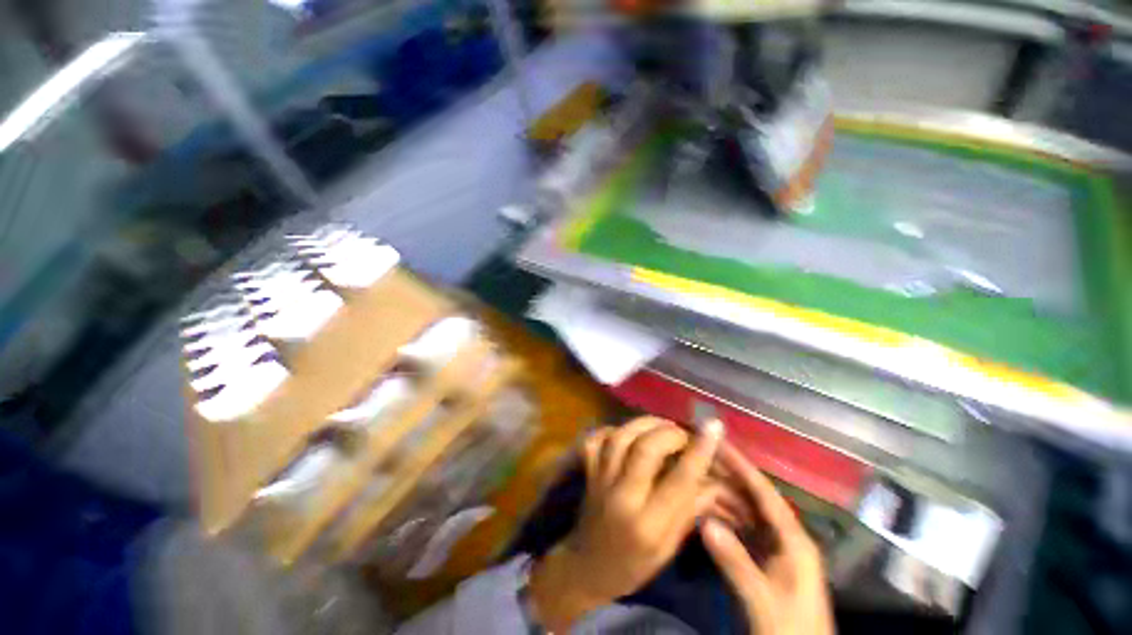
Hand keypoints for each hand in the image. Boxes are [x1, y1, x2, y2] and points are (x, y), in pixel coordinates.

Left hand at [529, 417, 723, 630]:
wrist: (586, 567)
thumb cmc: (632, 566)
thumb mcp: (667, 550)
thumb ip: (688, 511)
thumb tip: (713, 480)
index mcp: (648, 524)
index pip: (679, 480)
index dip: (699, 450)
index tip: (713, 427)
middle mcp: (622, 495)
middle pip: (645, 449)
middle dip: (669, 433)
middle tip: (683, 434)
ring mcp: (601, 479)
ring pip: (621, 437)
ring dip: (644, 424)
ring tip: (662, 425)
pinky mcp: (589, 471)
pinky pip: (596, 440)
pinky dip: (611, 429)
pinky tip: (628, 431)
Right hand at [701, 445, 834, 634]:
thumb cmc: (790, 630)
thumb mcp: (764, 600)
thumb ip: (736, 561)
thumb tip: (704, 522)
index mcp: (793, 540)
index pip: (764, 492)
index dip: (741, 465)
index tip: (717, 442)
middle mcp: (785, 537)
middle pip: (753, 499)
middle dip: (726, 477)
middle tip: (697, 458)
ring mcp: (775, 550)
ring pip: (745, 514)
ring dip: (721, 498)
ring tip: (694, 480)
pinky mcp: (765, 562)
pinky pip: (742, 531)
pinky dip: (724, 520)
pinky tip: (704, 513)